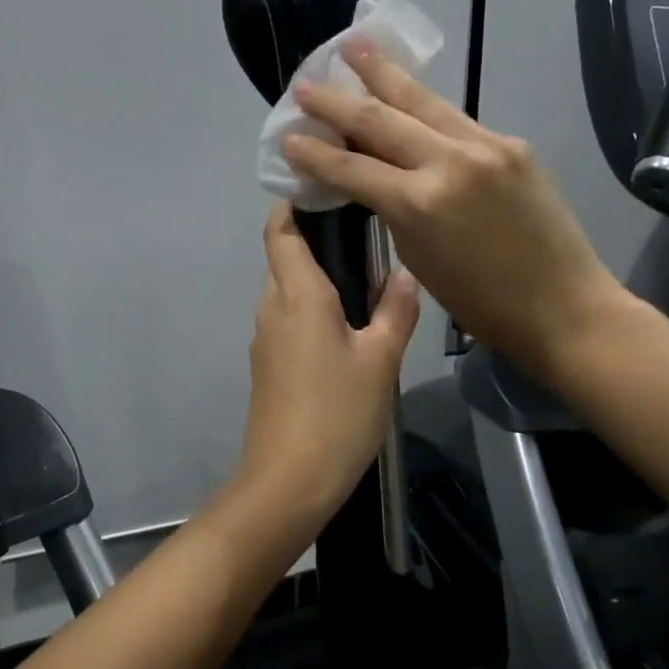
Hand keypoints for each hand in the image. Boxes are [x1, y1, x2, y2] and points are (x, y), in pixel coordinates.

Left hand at [237, 206, 420, 517]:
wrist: (288, 481)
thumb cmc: (337, 413)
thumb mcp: (380, 360)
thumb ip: (395, 310)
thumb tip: (404, 273)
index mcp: (297, 294)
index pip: (281, 230)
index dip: (295, 202)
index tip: (326, 187)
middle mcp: (272, 307)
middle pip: (283, 256)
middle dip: (314, 237)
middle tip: (363, 230)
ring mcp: (265, 338)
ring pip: (287, 289)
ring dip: (315, 276)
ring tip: (364, 275)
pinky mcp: (267, 365)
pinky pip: (288, 319)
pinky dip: (311, 306)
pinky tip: (348, 323)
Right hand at [283, 40, 623, 374]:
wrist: (564, 304)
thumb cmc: (481, 302)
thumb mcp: (418, 257)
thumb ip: (392, 209)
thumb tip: (371, 176)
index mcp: (419, 203)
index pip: (352, 167)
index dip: (314, 153)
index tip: (287, 137)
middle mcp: (449, 162)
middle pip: (379, 119)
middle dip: (337, 101)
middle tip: (305, 85)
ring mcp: (486, 145)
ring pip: (422, 100)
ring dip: (383, 73)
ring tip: (354, 46)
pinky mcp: (511, 143)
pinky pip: (455, 118)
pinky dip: (424, 104)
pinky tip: (407, 91)